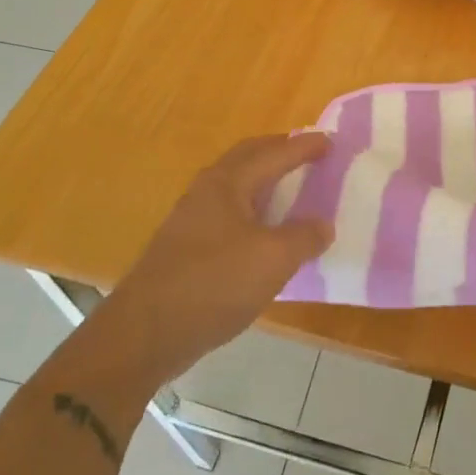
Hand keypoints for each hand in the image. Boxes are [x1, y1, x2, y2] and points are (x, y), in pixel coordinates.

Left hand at [102, 134, 332, 376]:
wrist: (145, 333)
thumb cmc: (214, 284)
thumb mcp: (274, 259)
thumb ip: (305, 237)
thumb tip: (323, 225)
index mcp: (228, 183)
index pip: (274, 154)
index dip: (304, 147)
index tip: (330, 140)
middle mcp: (207, 191)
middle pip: (247, 158)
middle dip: (277, 152)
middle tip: (307, 154)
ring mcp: (191, 220)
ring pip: (235, 186)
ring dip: (263, 181)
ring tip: (290, 189)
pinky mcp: (185, 248)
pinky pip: (228, 213)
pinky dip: (252, 210)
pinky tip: (264, 233)